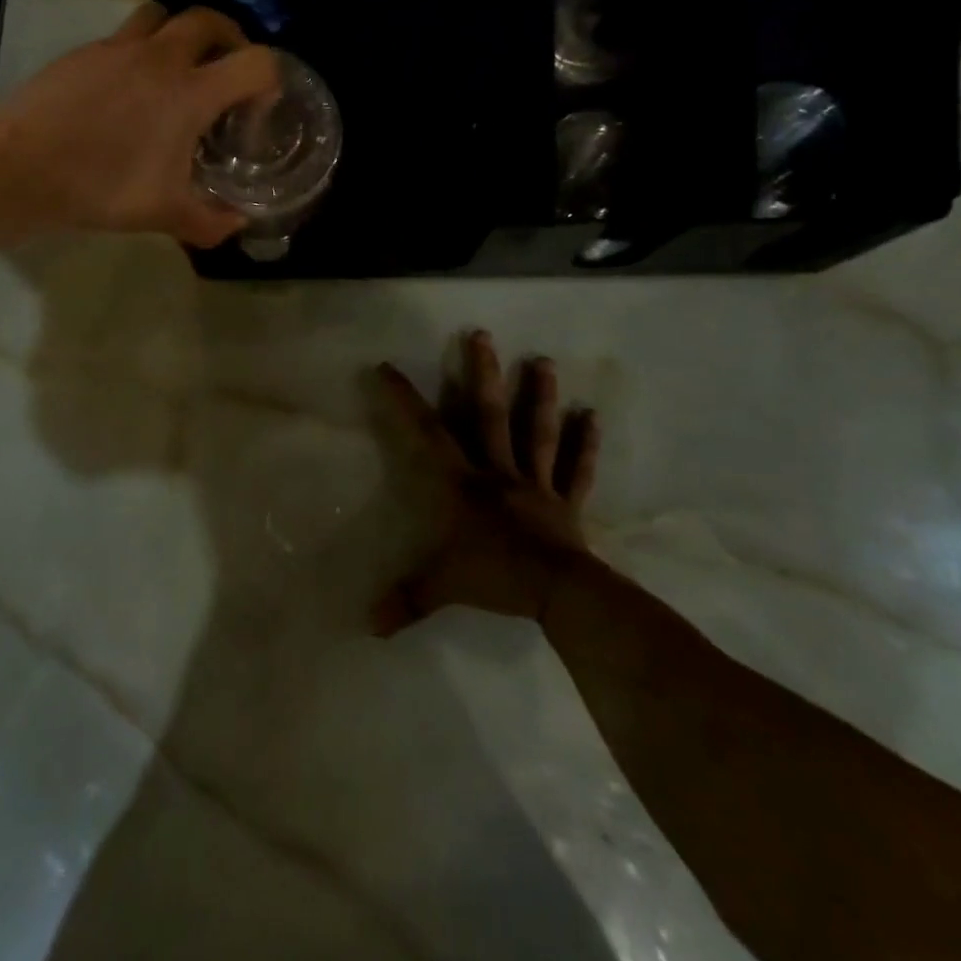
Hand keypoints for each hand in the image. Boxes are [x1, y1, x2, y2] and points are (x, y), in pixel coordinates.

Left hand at [0, 4, 279, 246]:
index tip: (257, 106)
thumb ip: (211, 222)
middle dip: (229, 40)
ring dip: (181, 34)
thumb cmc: (102, 187)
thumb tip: (237, 225)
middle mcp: (160, 58)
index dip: (270, 79)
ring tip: (177, 70)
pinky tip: (126, 90)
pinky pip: (124, 37)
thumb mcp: (164, 214)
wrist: (21, 167)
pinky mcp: (84, 52)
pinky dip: (139, 51)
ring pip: (162, 15)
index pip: (256, 62)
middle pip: (210, 20)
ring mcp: (117, 48)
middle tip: (225, 73)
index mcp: (190, 92)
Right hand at [373, 330, 600, 634]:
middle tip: (483, 334)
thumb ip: (406, 601)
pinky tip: (592, 417)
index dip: (405, 399)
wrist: (558, 592)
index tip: (388, 367)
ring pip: (537, 431)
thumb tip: (368, 626)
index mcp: (464, 484)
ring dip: (540, 396)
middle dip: (484, 374)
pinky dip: (585, 444)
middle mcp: (499, 473)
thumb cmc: (496, 578)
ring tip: (544, 360)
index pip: (428, 434)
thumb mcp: (443, 587)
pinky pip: (576, 470)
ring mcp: (537, 484)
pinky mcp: (566, 502)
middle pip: (490, 415)